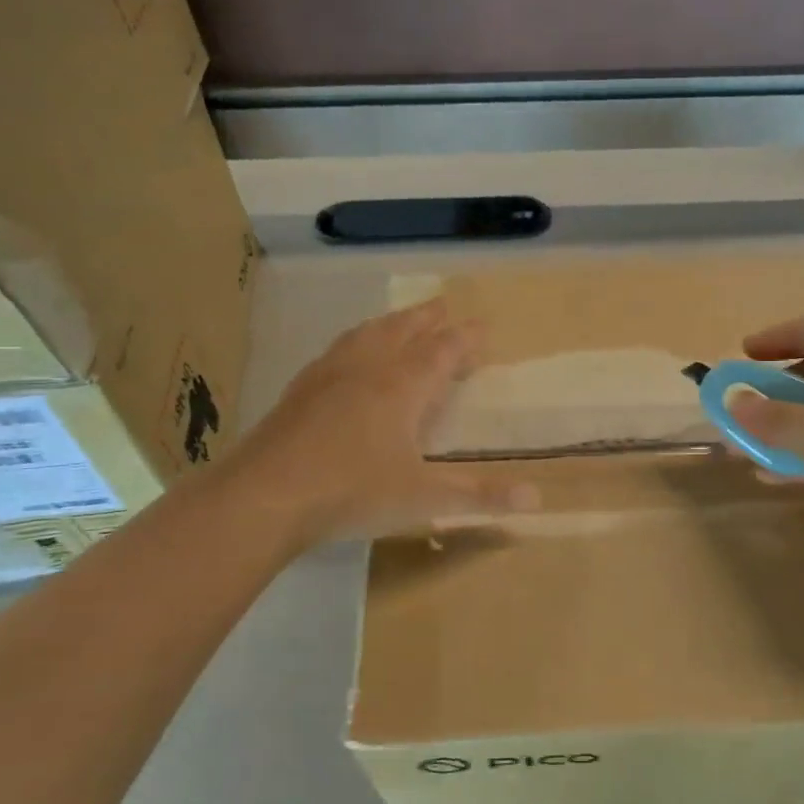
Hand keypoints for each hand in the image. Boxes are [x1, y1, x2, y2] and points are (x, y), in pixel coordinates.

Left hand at [230, 300, 536, 543]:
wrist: (266, 495)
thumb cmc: (353, 492)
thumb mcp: (425, 499)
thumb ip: (481, 497)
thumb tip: (537, 498)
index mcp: (403, 387)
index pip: (443, 351)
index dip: (465, 339)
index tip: (483, 326)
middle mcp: (368, 369)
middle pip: (404, 331)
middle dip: (429, 318)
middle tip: (445, 305)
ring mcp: (328, 375)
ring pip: (367, 335)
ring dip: (391, 323)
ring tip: (402, 319)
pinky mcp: (300, 390)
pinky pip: (337, 351)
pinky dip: (355, 341)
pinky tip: (348, 354)